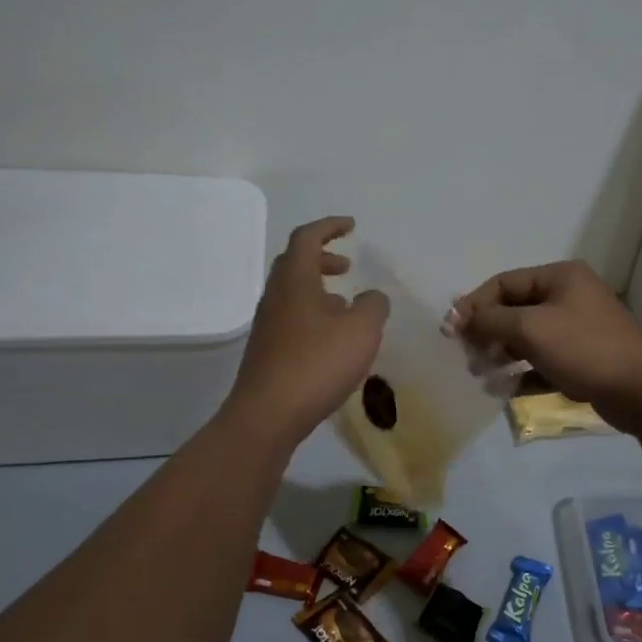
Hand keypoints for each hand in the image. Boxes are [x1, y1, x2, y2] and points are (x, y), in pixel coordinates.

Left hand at [225, 217, 388, 444]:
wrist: (268, 415)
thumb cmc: (317, 363)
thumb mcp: (361, 330)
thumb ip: (373, 306)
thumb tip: (371, 297)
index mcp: (295, 280)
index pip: (307, 238)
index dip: (329, 227)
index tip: (351, 226)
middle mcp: (276, 296)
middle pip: (294, 264)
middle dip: (322, 258)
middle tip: (347, 266)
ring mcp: (268, 325)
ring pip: (293, 293)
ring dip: (319, 290)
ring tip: (347, 306)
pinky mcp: (268, 352)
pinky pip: (293, 319)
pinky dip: (314, 315)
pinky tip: (333, 340)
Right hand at [447, 261, 641, 433]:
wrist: (641, 391)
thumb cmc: (584, 349)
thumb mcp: (531, 328)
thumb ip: (491, 320)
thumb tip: (463, 318)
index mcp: (560, 277)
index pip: (504, 283)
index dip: (474, 305)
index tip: (451, 332)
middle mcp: (569, 296)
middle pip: (514, 310)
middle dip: (487, 334)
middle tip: (469, 358)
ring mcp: (577, 329)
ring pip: (527, 338)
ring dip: (501, 355)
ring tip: (484, 376)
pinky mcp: (582, 359)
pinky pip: (543, 361)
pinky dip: (523, 373)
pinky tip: (507, 391)